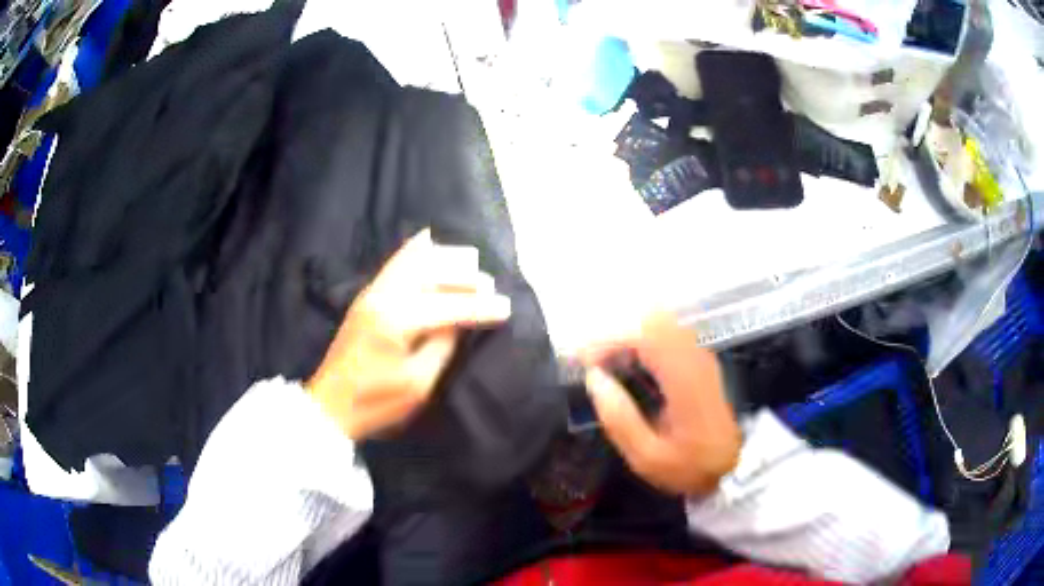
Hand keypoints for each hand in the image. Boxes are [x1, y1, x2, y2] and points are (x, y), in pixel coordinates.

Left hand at [306, 229, 511, 440]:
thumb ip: (442, 346)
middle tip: (489, 286)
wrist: (330, 405)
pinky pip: (394, 264)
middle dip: (464, 277)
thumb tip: (458, 322)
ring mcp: (371, 293)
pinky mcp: (365, 298)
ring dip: (443, 260)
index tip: (506, 308)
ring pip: (412, 261)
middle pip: (431, 273)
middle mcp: (384, 296)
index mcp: (397, 320)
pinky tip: (427, 241)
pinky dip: (413, 251)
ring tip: (469, 263)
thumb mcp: (418, 384)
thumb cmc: (376, 402)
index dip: (480, 308)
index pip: (448, 306)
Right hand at [580, 313, 740, 495]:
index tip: (585, 360)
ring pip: (661, 324)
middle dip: (618, 333)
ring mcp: (702, 356)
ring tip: (607, 363)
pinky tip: (630, 365)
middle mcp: (696, 358)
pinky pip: (668, 335)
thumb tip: (594, 377)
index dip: (611, 340)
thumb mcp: (647, 457)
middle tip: (594, 361)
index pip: (646, 336)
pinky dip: (644, 342)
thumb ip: (619, 418)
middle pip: (654, 321)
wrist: (732, 470)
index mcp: (685, 381)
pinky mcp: (701, 360)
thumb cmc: (687, 467)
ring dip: (630, 336)